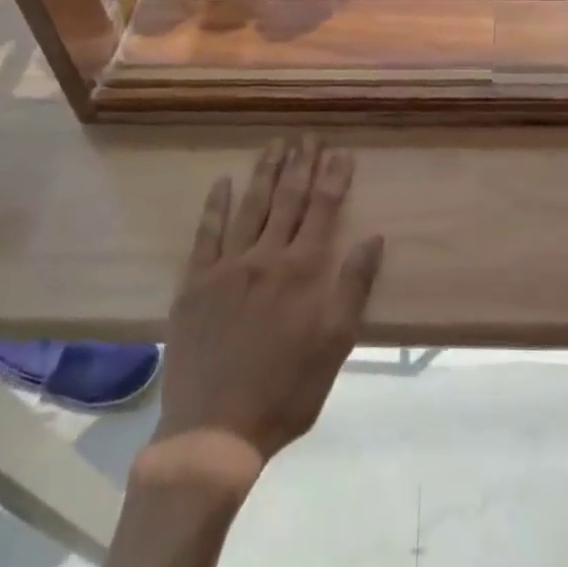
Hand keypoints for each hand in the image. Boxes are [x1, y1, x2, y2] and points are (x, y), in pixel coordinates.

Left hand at [152, 136, 383, 466]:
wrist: (213, 431)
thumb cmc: (285, 391)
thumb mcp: (334, 346)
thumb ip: (352, 287)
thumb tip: (373, 238)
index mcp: (301, 272)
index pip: (323, 211)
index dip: (334, 178)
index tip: (341, 151)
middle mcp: (265, 258)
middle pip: (287, 200)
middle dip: (300, 164)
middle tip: (307, 135)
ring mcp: (226, 267)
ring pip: (250, 207)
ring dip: (264, 173)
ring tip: (275, 144)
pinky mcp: (194, 283)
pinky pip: (206, 234)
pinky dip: (215, 205)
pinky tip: (222, 182)